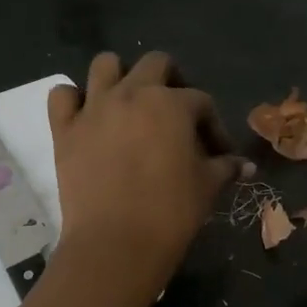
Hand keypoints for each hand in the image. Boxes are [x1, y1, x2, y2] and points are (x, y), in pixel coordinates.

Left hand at [47, 51, 247, 295]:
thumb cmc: (170, 212)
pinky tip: (85, 116)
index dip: (213, 125)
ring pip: (105, 64)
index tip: (218, 153)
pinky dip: (72, 99)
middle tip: (175, 113)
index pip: (201, 101)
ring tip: (128, 103)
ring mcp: (94, 108)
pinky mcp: (65, 129)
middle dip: (171, 80)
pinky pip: (61, 95)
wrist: (115, 243)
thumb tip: (244, 164)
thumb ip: (225, 167)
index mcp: (171, 103)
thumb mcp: (207, 187)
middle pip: (155, 63)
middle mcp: (132, 93)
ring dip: (119, 76)